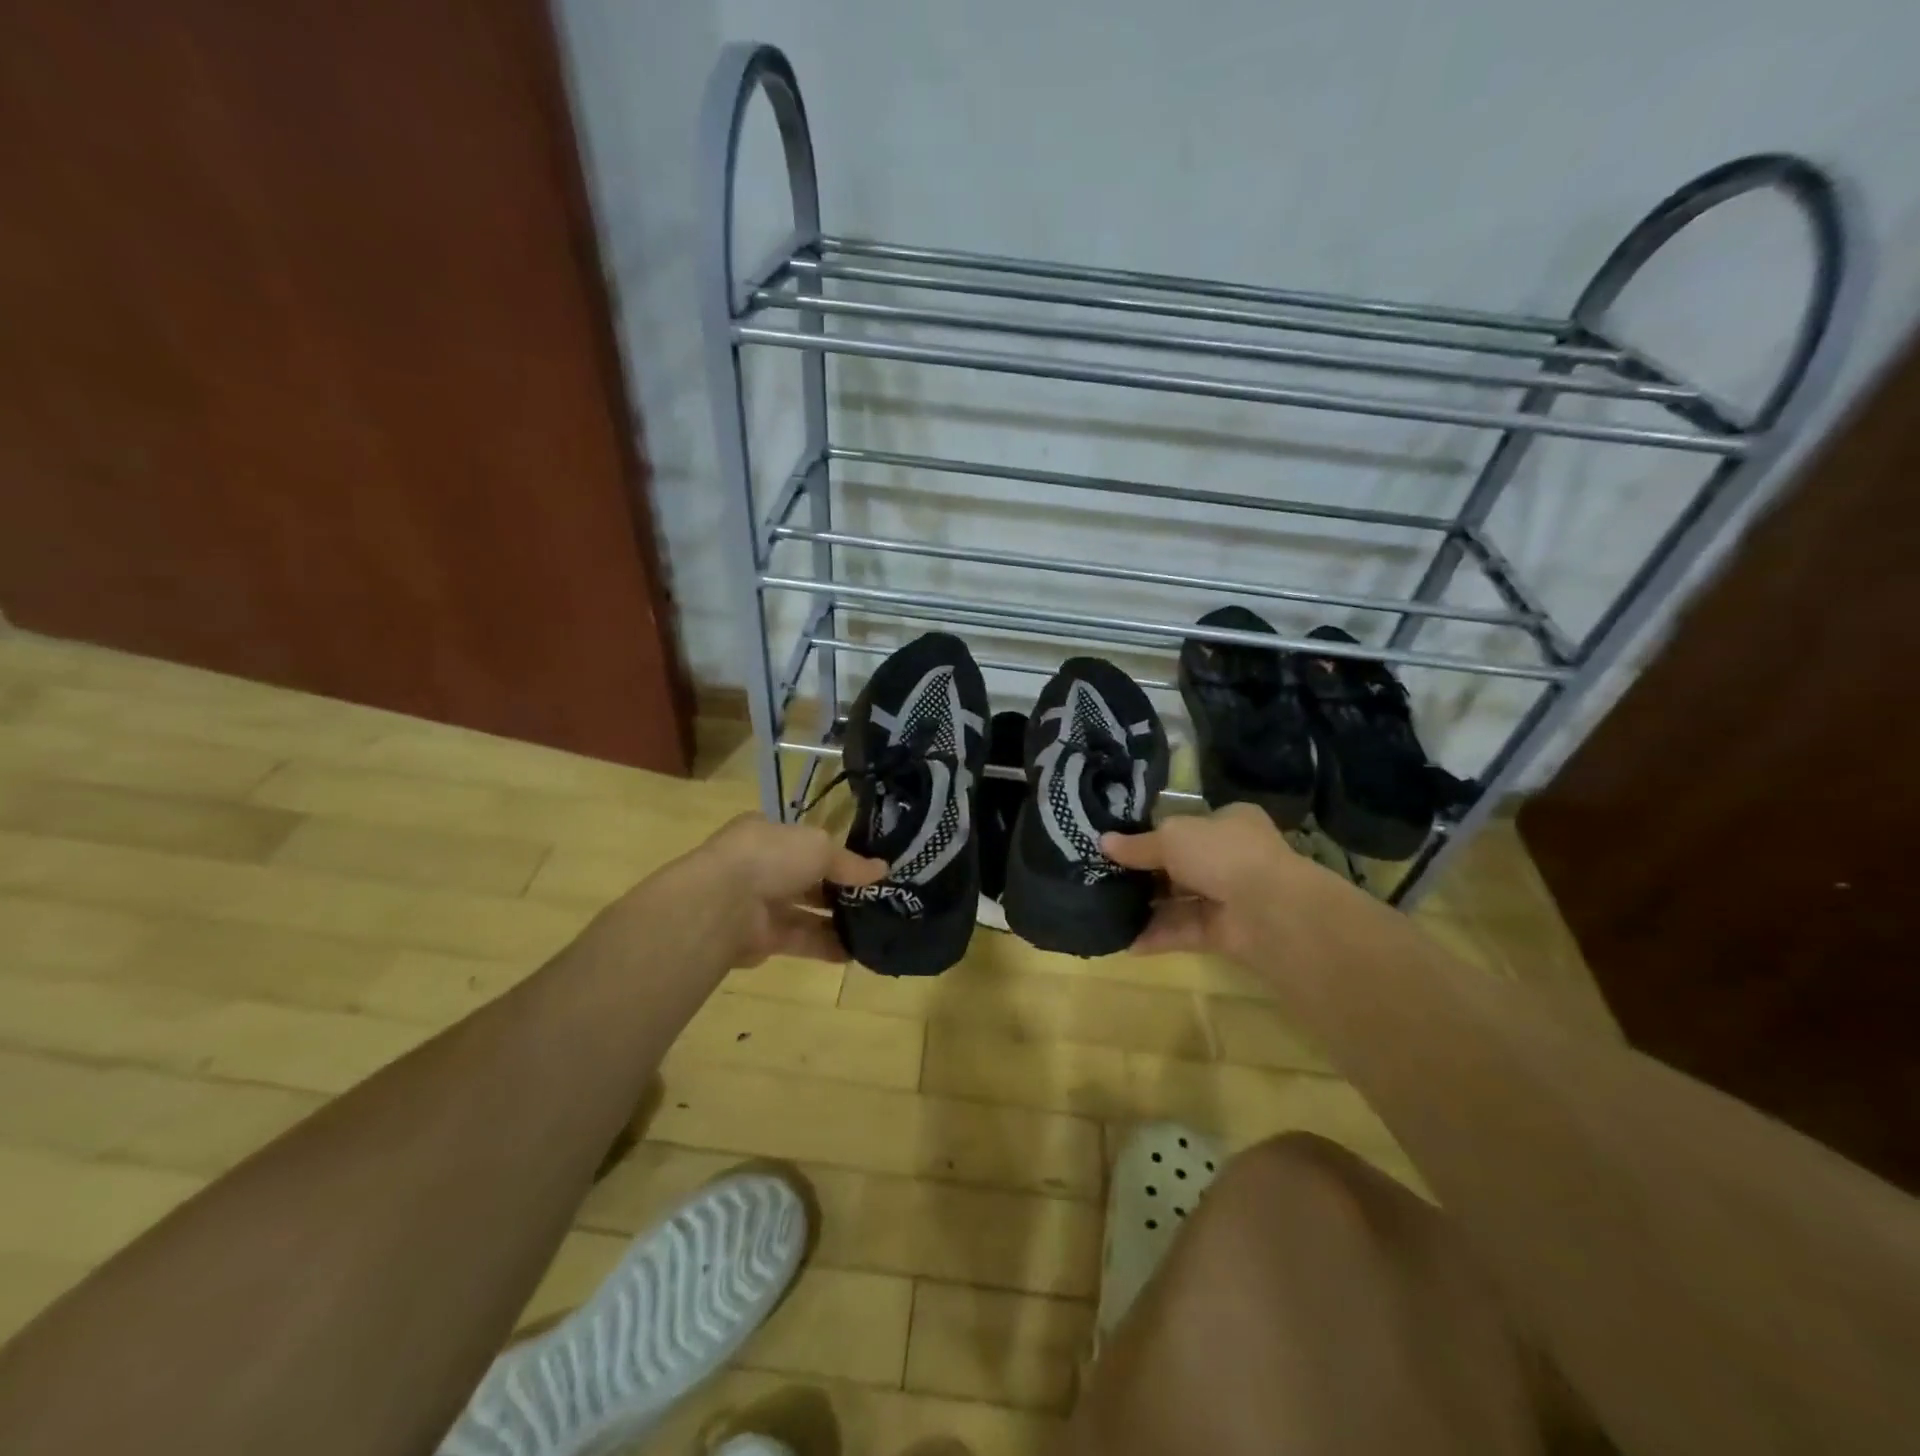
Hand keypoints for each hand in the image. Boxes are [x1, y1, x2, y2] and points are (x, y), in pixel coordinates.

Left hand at [678, 813, 886, 966]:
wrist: (722, 905)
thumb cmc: (771, 858)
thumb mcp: (820, 848)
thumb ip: (851, 862)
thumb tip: (883, 870)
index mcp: (768, 833)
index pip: (806, 842)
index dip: (836, 853)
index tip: (867, 868)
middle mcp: (762, 866)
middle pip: (808, 878)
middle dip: (839, 889)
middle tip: (877, 899)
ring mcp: (759, 904)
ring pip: (805, 912)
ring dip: (837, 920)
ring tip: (874, 928)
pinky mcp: (761, 939)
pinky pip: (801, 940)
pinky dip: (827, 946)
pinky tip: (856, 952)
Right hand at [1101, 803, 1313, 960]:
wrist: (1270, 911)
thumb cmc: (1222, 854)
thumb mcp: (1172, 837)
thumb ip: (1138, 845)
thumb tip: (1103, 842)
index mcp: (1229, 822)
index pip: (1187, 825)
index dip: (1155, 834)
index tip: (1119, 844)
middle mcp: (1231, 857)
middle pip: (1180, 864)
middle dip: (1146, 873)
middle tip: (1104, 877)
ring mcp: (1230, 897)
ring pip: (1180, 900)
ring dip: (1147, 906)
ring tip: (1106, 909)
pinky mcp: (1224, 933)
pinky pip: (1183, 931)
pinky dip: (1156, 935)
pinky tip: (1123, 940)